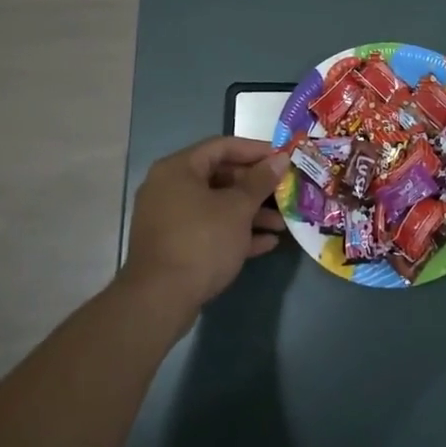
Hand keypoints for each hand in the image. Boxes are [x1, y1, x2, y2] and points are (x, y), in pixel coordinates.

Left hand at [121, 136, 291, 309]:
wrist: (160, 299)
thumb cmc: (201, 241)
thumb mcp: (237, 208)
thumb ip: (260, 181)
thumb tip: (280, 159)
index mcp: (178, 169)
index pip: (222, 146)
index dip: (256, 150)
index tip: (283, 158)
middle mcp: (169, 188)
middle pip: (220, 177)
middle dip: (256, 187)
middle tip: (285, 191)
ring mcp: (170, 218)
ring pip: (217, 206)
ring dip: (251, 213)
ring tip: (282, 223)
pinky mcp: (175, 245)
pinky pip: (209, 229)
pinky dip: (235, 232)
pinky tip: (266, 243)